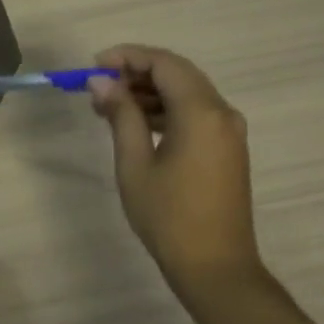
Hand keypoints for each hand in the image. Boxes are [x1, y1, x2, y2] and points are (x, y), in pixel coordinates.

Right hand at [87, 45, 263, 292]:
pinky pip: (195, 113)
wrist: (215, 267)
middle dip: (136, 72)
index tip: (94, 66)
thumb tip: (101, 81)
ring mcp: (229, 131)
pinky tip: (136, 124)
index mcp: (202, 112)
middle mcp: (222, 113)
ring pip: (186, 93)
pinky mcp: (227, 148)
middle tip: (99, 86)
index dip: (127, 57)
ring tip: (109, 107)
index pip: (164, 63)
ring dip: (149, 92)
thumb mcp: (135, 163)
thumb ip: (121, 114)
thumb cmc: (168, 216)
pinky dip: (165, 110)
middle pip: (178, 73)